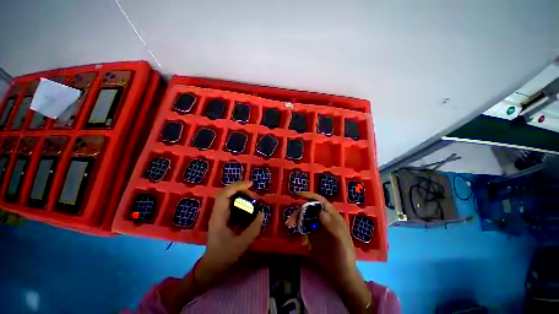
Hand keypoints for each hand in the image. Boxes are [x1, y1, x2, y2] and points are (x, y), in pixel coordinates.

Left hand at [196, 181, 263, 286]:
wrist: (212, 266)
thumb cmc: (224, 256)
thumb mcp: (241, 244)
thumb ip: (253, 228)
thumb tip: (262, 213)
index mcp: (218, 216)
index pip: (224, 194)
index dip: (237, 186)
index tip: (250, 184)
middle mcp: (218, 212)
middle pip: (228, 192)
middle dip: (243, 190)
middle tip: (255, 197)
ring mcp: (221, 214)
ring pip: (231, 197)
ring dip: (243, 195)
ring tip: (254, 201)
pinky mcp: (225, 217)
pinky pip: (234, 203)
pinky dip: (243, 201)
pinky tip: (250, 207)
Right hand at [287, 191, 373, 312]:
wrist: (340, 274)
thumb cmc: (344, 255)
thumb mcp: (340, 240)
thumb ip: (332, 225)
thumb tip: (320, 211)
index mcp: (332, 216)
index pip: (320, 201)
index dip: (310, 196)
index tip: (298, 195)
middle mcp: (324, 219)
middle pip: (308, 209)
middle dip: (298, 214)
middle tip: (290, 223)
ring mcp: (317, 227)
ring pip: (304, 219)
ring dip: (298, 225)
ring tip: (300, 239)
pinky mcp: (312, 235)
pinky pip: (303, 230)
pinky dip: (301, 235)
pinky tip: (304, 244)